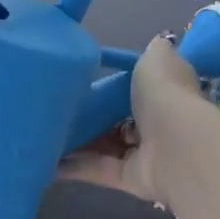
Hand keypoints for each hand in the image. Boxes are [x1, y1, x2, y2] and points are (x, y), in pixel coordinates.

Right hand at [56, 35, 200, 204]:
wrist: (176, 145)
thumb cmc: (165, 93)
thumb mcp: (157, 58)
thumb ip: (154, 49)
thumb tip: (159, 39)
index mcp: (165, 91)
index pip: (139, 88)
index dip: (114, 86)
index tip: (84, 82)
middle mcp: (156, 122)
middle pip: (118, 119)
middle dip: (92, 116)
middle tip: (56, 109)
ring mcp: (144, 153)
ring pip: (105, 146)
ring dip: (77, 143)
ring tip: (43, 134)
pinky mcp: (130, 178)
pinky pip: (98, 170)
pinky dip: (74, 167)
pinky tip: (46, 162)